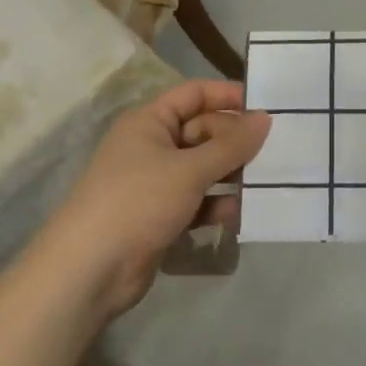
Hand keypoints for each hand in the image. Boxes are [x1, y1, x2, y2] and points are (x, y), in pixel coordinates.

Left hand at [42, 81, 269, 319]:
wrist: (90, 270)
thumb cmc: (138, 201)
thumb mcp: (190, 169)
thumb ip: (231, 145)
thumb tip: (265, 118)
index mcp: (149, 122)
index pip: (194, 94)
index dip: (228, 96)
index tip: (266, 106)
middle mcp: (151, 146)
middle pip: (202, 131)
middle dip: (235, 141)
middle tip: (275, 151)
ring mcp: (155, 183)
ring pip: (202, 168)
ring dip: (230, 174)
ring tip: (266, 182)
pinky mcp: (160, 216)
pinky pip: (197, 200)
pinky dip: (217, 204)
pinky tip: (241, 213)